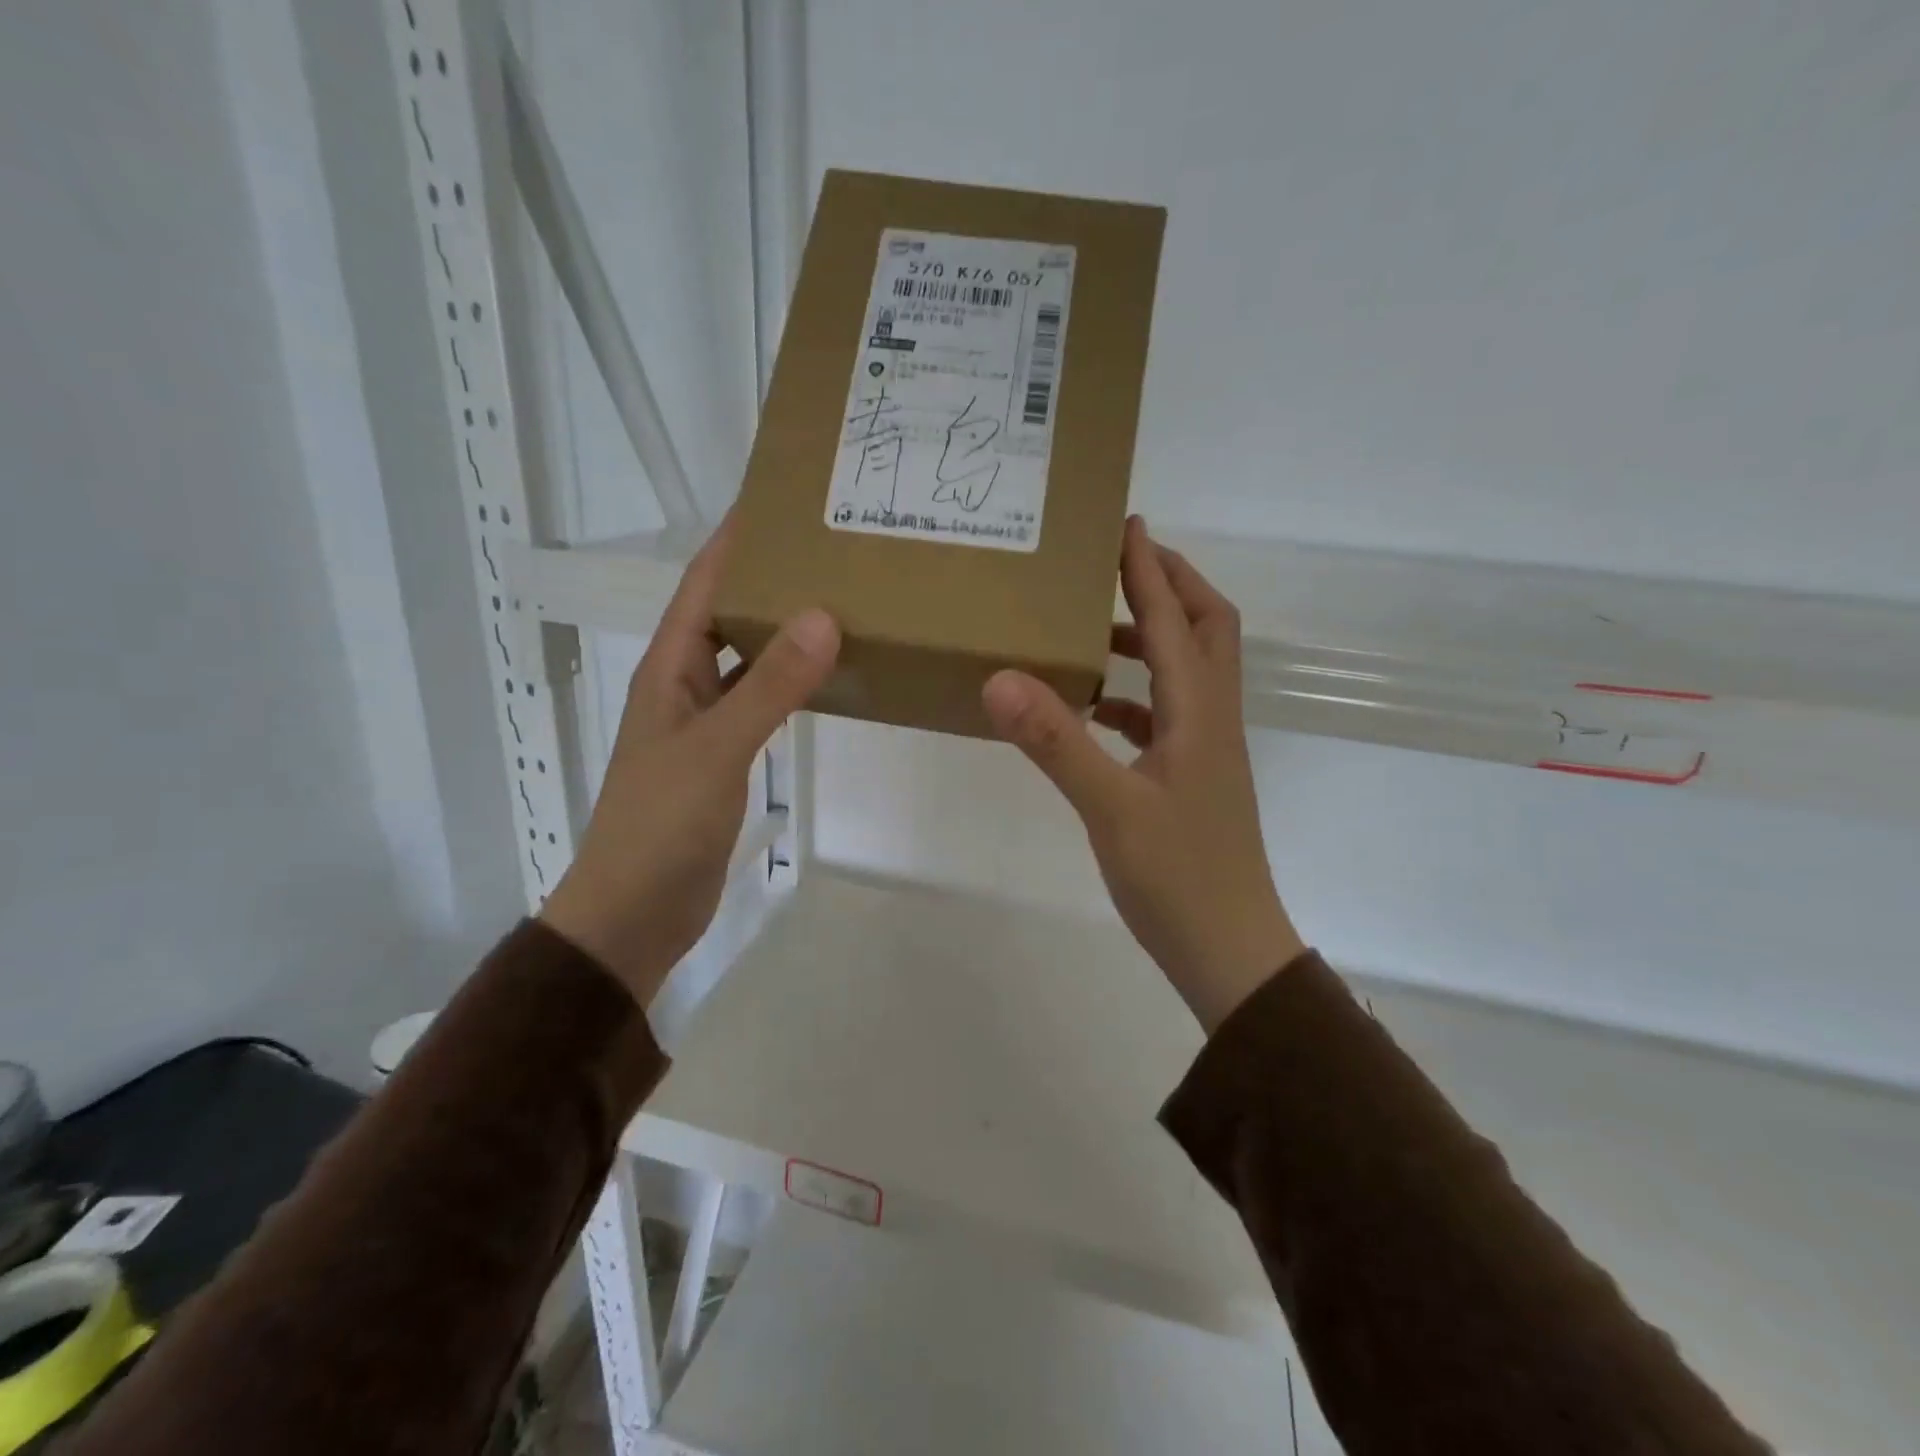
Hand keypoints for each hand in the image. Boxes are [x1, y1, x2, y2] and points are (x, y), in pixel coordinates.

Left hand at [541, 517, 839, 1004]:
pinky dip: (791, 683)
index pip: (703, 584)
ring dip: (784, 631)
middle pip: (728, 614)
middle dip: (771, 578)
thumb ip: (769, 686)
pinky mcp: (725, 756)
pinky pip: (762, 702)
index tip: (780, 500)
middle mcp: (684, 684)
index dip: (736, 540)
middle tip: (831, 548)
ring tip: (840, 600)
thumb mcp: (716, 748)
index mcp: (668, 668)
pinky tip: (826, 675)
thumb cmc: (661, 825)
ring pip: (749, 659)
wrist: (635, 911)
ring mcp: (705, 722)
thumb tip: (823, 617)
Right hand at [982, 516, 1302, 1031]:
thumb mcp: (1110, 809)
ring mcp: (1205, 751)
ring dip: (1153, 638)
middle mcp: (1211, 720)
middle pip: (1207, 631)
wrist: (1228, 950)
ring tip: (1097, 627)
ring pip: (1188, 672)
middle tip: (1121, 563)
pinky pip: (1167, 715)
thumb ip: (1056, 742)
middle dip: (1170, 587)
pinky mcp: (1192, 779)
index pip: (1177, 620)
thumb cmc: (1177, 879)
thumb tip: (1001, 678)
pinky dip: (1136, 695)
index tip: (1126, 523)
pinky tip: (1097, 708)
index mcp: (1199, 714)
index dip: (1150, 569)